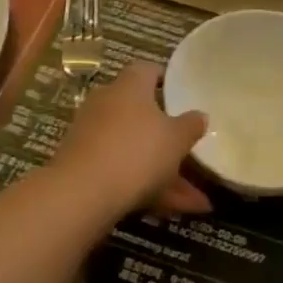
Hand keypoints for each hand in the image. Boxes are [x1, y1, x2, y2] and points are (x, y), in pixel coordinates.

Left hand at [52, 62, 210, 215]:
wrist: (82, 193)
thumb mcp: (176, 139)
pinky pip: (124, 171)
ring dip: (165, 172)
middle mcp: (108, 104)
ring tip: (197, 201)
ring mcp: (93, 136)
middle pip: (142, 115)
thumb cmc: (137, 151)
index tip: (182, 94)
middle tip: (192, 150)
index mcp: (130, 86)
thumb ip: (190, 126)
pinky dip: (148, 188)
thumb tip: (200, 115)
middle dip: (169, 138)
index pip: (147, 71)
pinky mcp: (85, 166)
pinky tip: (174, 211)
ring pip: (136, 149)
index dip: (165, 81)